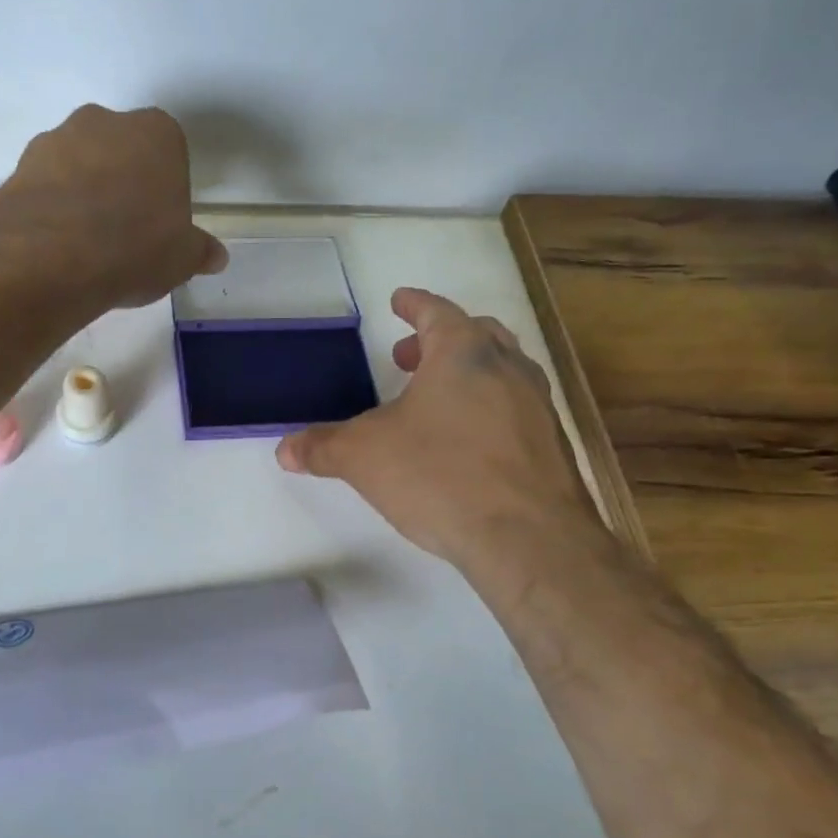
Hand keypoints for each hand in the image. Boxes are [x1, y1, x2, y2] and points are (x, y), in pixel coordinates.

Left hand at [0, 104, 227, 308]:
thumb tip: (216, 256)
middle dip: (122, 183)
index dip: (164, 189)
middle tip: (123, 232)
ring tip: (85, 245)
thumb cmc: (136, 246)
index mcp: (158, 133)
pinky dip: (51, 208)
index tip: (159, 223)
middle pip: (120, 151)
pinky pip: (45, 186)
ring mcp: (57, 139)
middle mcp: (106, 122)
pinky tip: (56, 246)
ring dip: (83, 194)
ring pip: (79, 164)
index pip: (169, 153)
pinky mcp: (19, 166)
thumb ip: (198, 251)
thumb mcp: (181, 258)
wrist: (53, 255)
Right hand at [276, 288, 602, 572]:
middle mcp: (508, 368)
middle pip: (476, 335)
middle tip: (407, 357)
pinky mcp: (552, 447)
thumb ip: (322, 447)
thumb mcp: (364, 457)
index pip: (436, 312)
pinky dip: (487, 409)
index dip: (414, 304)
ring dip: (466, 374)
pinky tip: (466, 443)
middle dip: (438, 340)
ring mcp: (537, 407)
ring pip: (502, 371)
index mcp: (463, 353)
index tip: (400, 299)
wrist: (529, 538)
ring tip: (434, 400)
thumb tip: (285, 450)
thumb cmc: (440, 475)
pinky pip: (515, 410)